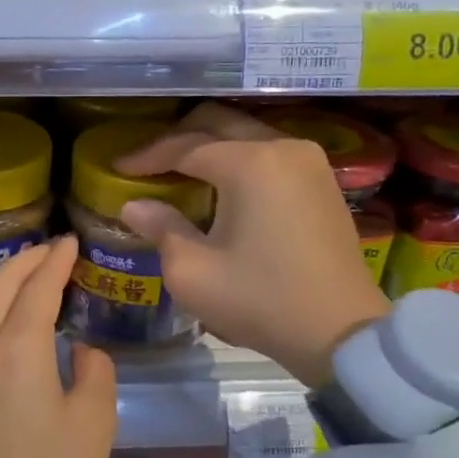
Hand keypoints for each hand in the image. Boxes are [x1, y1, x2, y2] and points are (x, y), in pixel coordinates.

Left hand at [0, 234, 118, 457]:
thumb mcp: (94, 424)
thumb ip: (94, 371)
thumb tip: (79, 349)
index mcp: (17, 346)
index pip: (39, 285)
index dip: (56, 259)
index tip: (70, 241)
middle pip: (0, 284)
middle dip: (27, 259)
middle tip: (50, 250)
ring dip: (5, 286)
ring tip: (30, 282)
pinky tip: (6, 330)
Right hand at [114, 103, 389, 386]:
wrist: (342, 334)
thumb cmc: (260, 300)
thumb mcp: (193, 271)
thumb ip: (161, 228)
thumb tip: (134, 205)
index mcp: (249, 163)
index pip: (185, 146)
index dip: (146, 155)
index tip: (116, 166)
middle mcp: (282, 147)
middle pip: (218, 123)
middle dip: (177, 138)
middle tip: (147, 161)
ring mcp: (309, 162)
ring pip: (246, 135)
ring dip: (209, 146)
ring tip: (179, 171)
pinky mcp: (323, 181)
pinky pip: (269, 153)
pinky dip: (238, 159)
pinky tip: (219, 185)